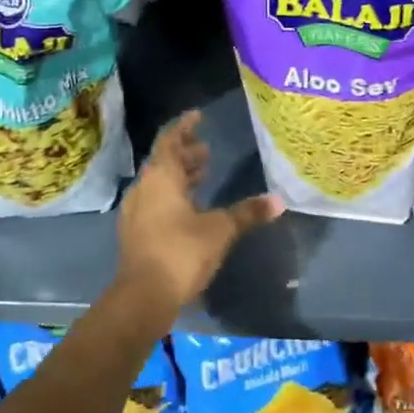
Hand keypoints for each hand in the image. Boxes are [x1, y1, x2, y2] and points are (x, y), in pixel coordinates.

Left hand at [115, 111, 283, 310]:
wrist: (143, 296)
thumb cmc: (181, 252)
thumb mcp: (221, 230)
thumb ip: (247, 213)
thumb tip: (279, 201)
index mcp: (161, 177)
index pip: (170, 140)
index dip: (185, 127)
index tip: (199, 116)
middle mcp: (144, 188)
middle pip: (164, 161)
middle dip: (186, 154)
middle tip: (208, 151)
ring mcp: (135, 211)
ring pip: (158, 183)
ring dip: (180, 177)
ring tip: (204, 176)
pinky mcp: (134, 232)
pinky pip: (154, 202)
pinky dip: (172, 196)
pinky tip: (190, 209)